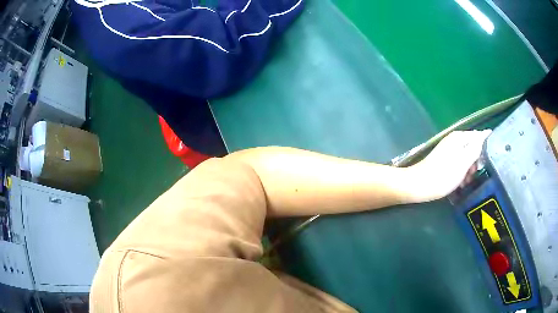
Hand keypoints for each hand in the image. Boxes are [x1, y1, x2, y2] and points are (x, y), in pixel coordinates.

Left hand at [406, 130, 490, 202]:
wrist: (418, 185)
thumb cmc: (444, 175)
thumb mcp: (464, 161)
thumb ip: (476, 147)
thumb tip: (487, 133)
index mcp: (460, 137)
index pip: (480, 137)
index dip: (486, 149)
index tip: (488, 163)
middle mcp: (454, 140)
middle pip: (474, 148)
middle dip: (476, 163)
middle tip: (473, 175)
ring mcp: (449, 150)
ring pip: (467, 158)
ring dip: (469, 170)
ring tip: (465, 182)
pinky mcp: (445, 161)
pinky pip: (459, 164)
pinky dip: (461, 173)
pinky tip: (459, 183)